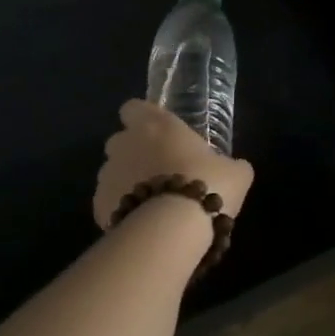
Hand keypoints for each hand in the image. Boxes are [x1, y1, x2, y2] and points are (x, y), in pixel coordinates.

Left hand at [93, 99, 254, 229]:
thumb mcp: (235, 173)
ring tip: (153, 204)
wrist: (173, 228)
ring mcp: (108, 175)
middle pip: (120, 141)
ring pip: (113, 173)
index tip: (158, 133)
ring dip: (127, 182)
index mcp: (156, 125)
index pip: (133, 108)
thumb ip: (230, 165)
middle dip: (134, 153)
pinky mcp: (99, 205)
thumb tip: (235, 168)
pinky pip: (109, 202)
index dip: (143, 119)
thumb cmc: (207, 185)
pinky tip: (142, 224)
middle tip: (160, 171)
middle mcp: (126, 144)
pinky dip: (122, 209)